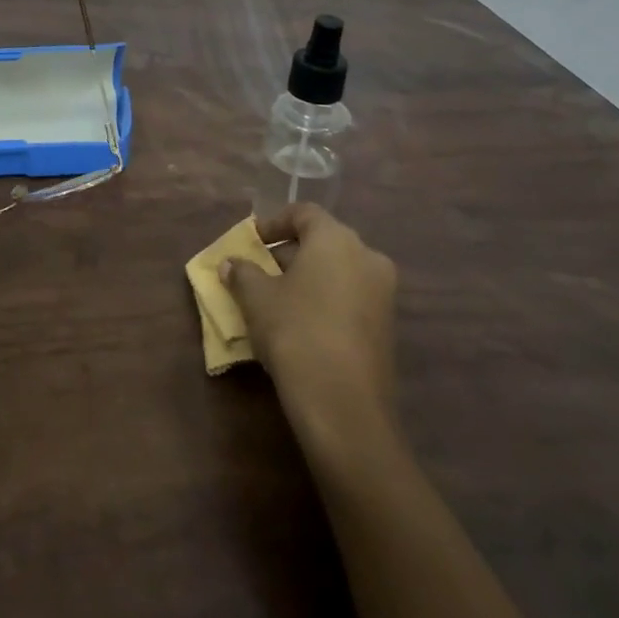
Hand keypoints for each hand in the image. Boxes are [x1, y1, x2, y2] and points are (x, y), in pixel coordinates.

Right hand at [221, 203, 398, 452]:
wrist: (344, 404)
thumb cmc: (295, 332)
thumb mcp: (257, 299)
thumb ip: (243, 274)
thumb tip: (232, 264)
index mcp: (336, 239)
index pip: (304, 213)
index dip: (274, 223)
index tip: (252, 241)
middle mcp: (367, 256)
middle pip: (323, 242)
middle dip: (289, 253)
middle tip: (259, 271)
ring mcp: (382, 293)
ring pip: (338, 271)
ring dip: (308, 278)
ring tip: (276, 300)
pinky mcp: (386, 326)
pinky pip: (350, 298)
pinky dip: (325, 300)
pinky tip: (301, 325)